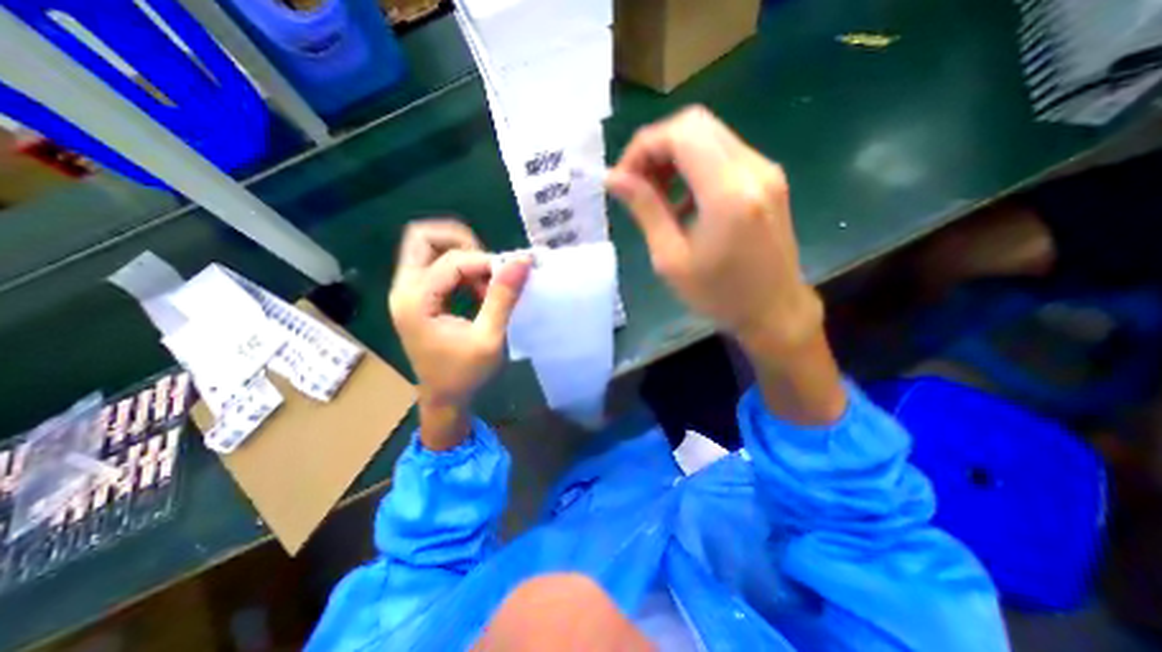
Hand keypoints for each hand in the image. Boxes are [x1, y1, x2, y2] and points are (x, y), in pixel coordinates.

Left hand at [389, 218, 533, 448]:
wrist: (444, 399)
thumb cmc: (465, 374)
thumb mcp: (489, 338)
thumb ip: (503, 297)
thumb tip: (522, 260)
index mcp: (415, 301)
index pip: (452, 261)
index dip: (486, 263)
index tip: (512, 276)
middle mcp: (404, 289)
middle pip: (422, 238)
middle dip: (461, 241)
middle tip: (489, 263)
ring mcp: (408, 292)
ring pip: (429, 248)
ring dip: (463, 255)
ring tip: (487, 281)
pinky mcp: (418, 296)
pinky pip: (436, 265)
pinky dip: (461, 268)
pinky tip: (478, 289)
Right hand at [610, 108, 846, 425]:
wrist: (774, 311)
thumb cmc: (719, 295)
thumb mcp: (671, 259)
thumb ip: (645, 210)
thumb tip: (614, 179)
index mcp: (728, 193)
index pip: (680, 134)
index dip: (643, 147)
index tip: (623, 179)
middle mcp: (753, 169)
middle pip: (695, 125)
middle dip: (656, 147)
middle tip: (636, 183)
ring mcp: (765, 171)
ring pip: (709, 136)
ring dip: (674, 156)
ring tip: (655, 194)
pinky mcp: (768, 179)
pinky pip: (723, 155)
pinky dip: (694, 167)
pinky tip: (682, 201)